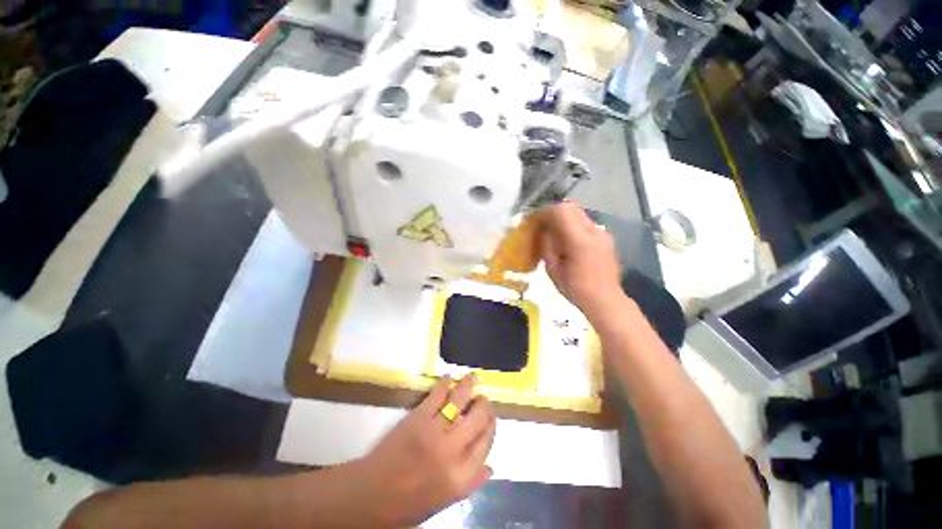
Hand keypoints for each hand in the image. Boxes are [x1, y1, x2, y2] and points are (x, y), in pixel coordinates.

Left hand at [358, 374, 495, 525]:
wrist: (371, 495)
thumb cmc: (408, 504)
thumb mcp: (444, 502)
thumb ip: (470, 484)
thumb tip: (490, 466)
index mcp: (460, 478)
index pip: (486, 445)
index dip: (491, 427)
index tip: (491, 417)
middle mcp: (452, 453)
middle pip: (478, 420)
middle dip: (484, 405)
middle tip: (483, 399)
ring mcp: (434, 432)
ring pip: (460, 402)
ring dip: (468, 386)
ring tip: (473, 378)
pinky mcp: (418, 419)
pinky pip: (437, 396)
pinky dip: (445, 383)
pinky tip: (449, 376)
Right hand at [536, 202, 623, 320]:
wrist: (605, 300)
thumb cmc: (575, 289)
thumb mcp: (553, 269)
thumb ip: (547, 245)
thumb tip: (541, 229)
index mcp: (580, 241)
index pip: (561, 211)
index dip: (544, 212)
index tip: (533, 220)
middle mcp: (594, 231)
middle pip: (571, 207)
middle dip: (552, 212)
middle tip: (541, 224)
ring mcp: (602, 233)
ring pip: (578, 213)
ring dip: (562, 218)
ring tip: (552, 232)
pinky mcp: (605, 237)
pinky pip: (584, 223)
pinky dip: (571, 225)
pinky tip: (566, 240)